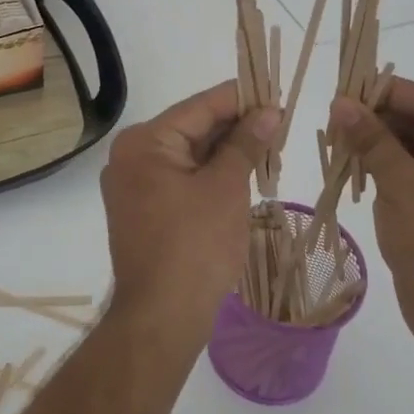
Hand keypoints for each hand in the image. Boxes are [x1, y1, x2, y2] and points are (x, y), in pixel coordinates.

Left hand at [100, 82, 278, 336]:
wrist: (162, 319)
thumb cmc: (195, 246)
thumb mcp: (226, 187)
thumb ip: (246, 143)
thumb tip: (268, 112)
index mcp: (144, 142)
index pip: (200, 106)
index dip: (241, 99)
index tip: (277, 94)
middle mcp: (131, 156)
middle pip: (193, 128)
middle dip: (237, 127)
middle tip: (281, 126)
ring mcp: (134, 185)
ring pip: (190, 155)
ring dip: (228, 152)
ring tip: (271, 150)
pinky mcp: (143, 210)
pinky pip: (182, 179)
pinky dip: (212, 175)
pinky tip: (245, 174)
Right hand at [331, 78, 413, 346]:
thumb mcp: (401, 185)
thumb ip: (372, 140)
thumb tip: (340, 101)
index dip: (386, 92)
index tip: (344, 87)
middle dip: (377, 117)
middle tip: (333, 115)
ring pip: (410, 144)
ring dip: (375, 140)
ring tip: (335, 136)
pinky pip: (408, 167)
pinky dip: (380, 162)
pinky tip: (350, 160)